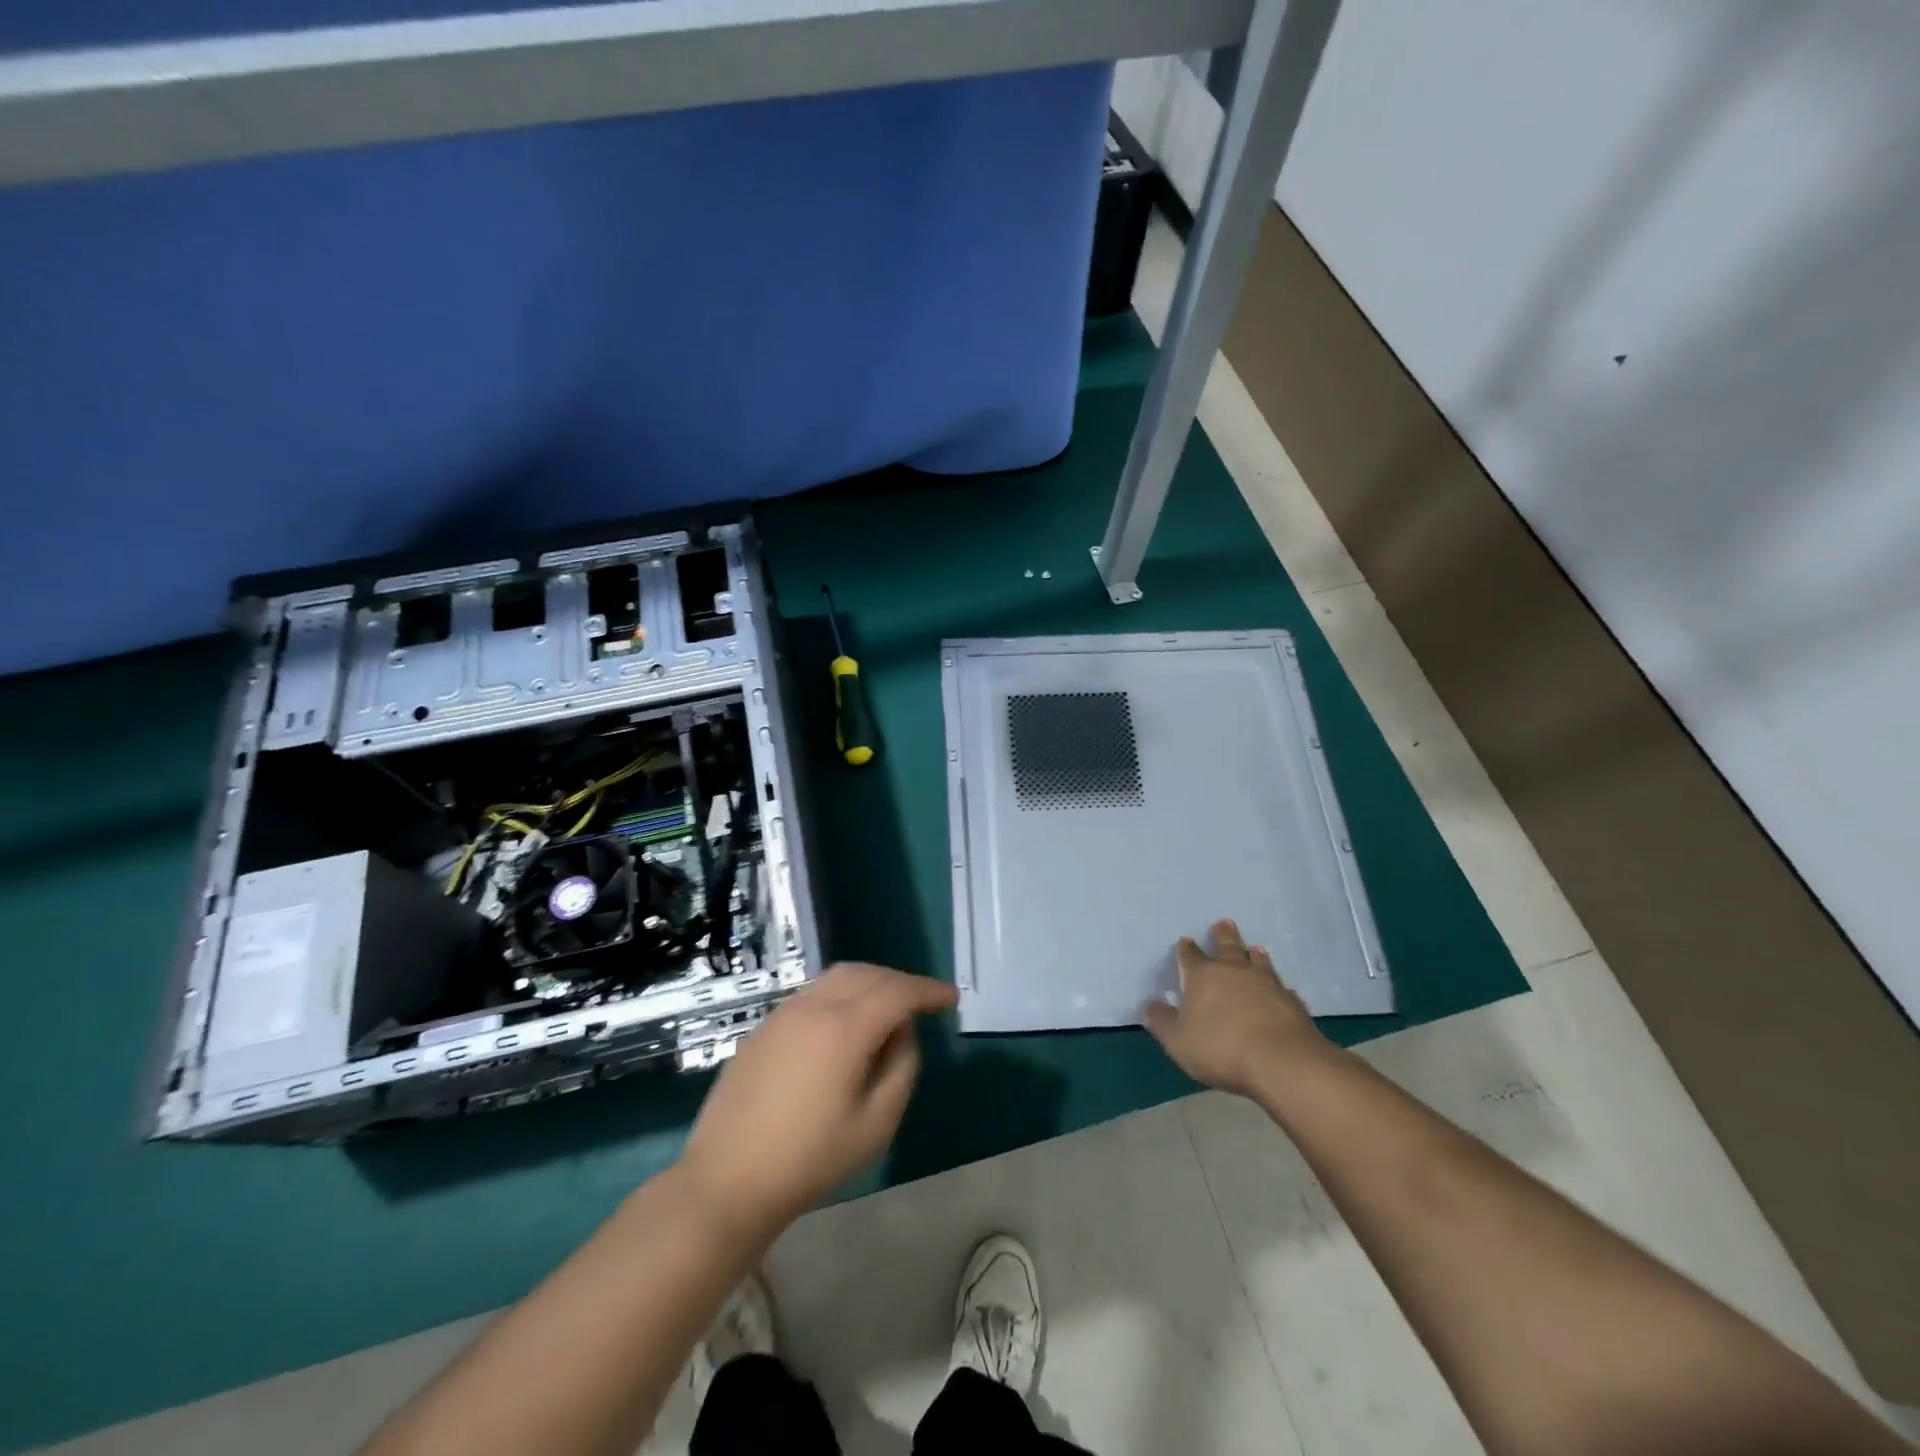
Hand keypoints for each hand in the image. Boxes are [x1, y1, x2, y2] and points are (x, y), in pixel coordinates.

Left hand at [677, 962, 956, 1242]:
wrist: (726, 1180)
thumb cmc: (809, 1159)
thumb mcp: (875, 1124)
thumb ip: (902, 1069)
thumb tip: (903, 1034)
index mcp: (845, 1028)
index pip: (898, 991)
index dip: (928, 991)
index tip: (950, 998)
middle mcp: (814, 1006)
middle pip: (868, 974)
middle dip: (901, 982)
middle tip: (922, 1003)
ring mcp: (784, 1013)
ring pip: (838, 977)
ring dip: (871, 982)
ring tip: (887, 1008)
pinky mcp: (765, 1026)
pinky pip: (814, 992)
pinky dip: (842, 993)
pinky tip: (846, 1023)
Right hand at [1141, 919, 1334, 1096]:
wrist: (1281, 1062)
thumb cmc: (1221, 1049)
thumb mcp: (1178, 1041)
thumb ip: (1162, 1022)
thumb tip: (1148, 1005)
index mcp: (1203, 977)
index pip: (1190, 956)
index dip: (1186, 949)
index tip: (1184, 941)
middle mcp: (1234, 971)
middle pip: (1227, 946)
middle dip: (1222, 935)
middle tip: (1223, 923)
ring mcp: (1266, 983)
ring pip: (1257, 961)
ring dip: (1253, 953)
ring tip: (1254, 948)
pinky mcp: (1291, 1001)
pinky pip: (1282, 987)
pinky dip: (1278, 985)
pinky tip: (1281, 988)